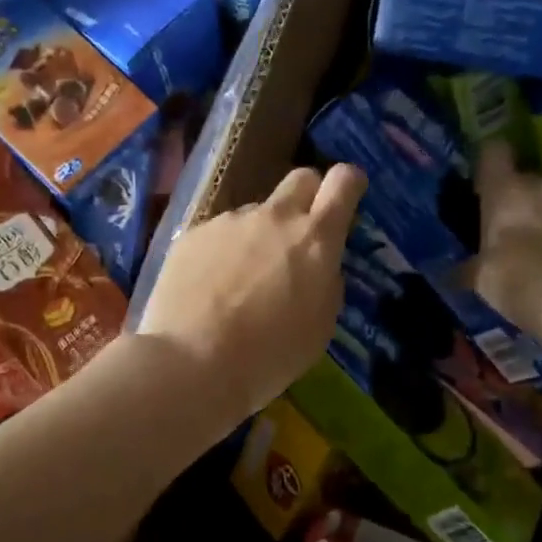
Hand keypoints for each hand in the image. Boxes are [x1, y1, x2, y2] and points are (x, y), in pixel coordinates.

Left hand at [139, 164, 364, 424]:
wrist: (193, 362)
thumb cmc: (269, 355)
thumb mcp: (320, 325)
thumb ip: (324, 281)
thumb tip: (317, 266)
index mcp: (315, 239)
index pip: (343, 182)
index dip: (349, 184)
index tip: (347, 198)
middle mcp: (273, 218)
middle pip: (300, 179)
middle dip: (307, 197)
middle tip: (298, 236)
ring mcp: (229, 222)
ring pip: (254, 214)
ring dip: (257, 237)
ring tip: (239, 283)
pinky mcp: (193, 234)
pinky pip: (218, 234)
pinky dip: (221, 254)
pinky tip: (208, 290)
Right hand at [467, 140, 541, 336]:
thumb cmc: (514, 280)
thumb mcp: (479, 278)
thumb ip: (468, 267)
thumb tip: (454, 273)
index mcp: (505, 189)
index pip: (493, 151)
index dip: (487, 164)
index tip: (480, 184)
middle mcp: (540, 184)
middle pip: (524, 178)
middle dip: (515, 198)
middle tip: (505, 226)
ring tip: (534, 245)